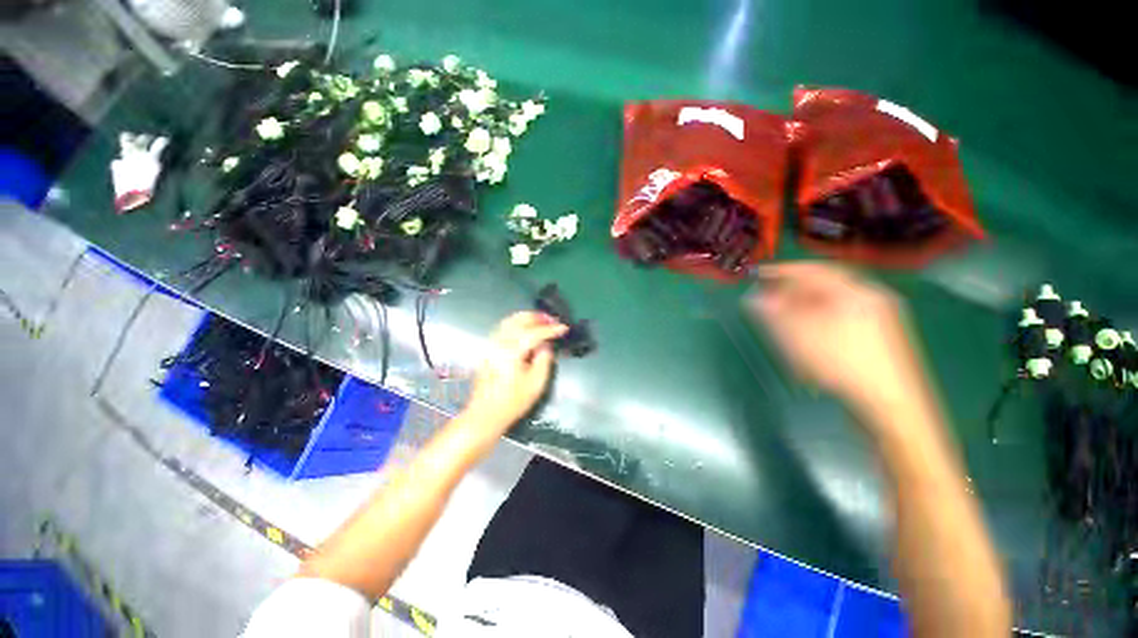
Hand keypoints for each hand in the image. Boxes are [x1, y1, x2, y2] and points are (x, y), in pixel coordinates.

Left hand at [461, 311, 567, 438]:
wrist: (485, 414)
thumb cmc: (512, 401)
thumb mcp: (536, 383)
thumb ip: (544, 360)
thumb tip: (546, 345)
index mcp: (511, 351)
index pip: (535, 333)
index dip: (551, 329)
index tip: (564, 327)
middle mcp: (499, 343)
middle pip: (519, 320)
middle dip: (538, 317)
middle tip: (552, 320)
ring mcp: (491, 345)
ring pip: (509, 321)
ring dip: (526, 317)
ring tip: (541, 320)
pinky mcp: (488, 349)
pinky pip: (503, 327)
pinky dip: (516, 322)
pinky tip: (525, 328)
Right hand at [746, 262, 925, 415]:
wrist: (891, 407)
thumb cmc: (843, 365)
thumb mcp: (800, 336)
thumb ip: (774, 313)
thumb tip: (754, 298)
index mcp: (857, 292)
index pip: (815, 271)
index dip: (783, 271)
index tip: (759, 274)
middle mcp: (872, 300)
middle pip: (825, 286)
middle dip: (793, 292)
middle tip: (769, 299)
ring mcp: (881, 320)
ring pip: (833, 305)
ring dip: (805, 308)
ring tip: (784, 320)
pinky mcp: (881, 340)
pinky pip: (843, 320)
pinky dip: (820, 321)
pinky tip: (809, 338)